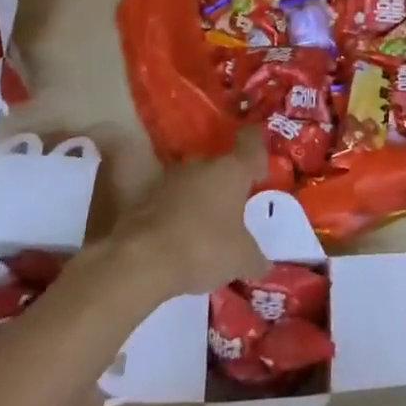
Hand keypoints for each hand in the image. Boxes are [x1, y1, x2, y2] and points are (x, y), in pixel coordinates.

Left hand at [109, 129, 271, 294]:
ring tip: (204, 226)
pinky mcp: (145, 197)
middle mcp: (202, 164)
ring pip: (192, 181)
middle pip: (219, 164)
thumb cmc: (204, 247)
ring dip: (198, 198)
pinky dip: (176, 213)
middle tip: (232, 208)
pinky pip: (169, 200)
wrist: (142, 259)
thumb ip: (255, 258)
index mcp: (232, 170)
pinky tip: (180, 237)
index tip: (259, 167)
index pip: (250, 141)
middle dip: (225, 183)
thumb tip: (264, 264)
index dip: (257, 147)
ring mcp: (170, 178)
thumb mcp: (240, 259)